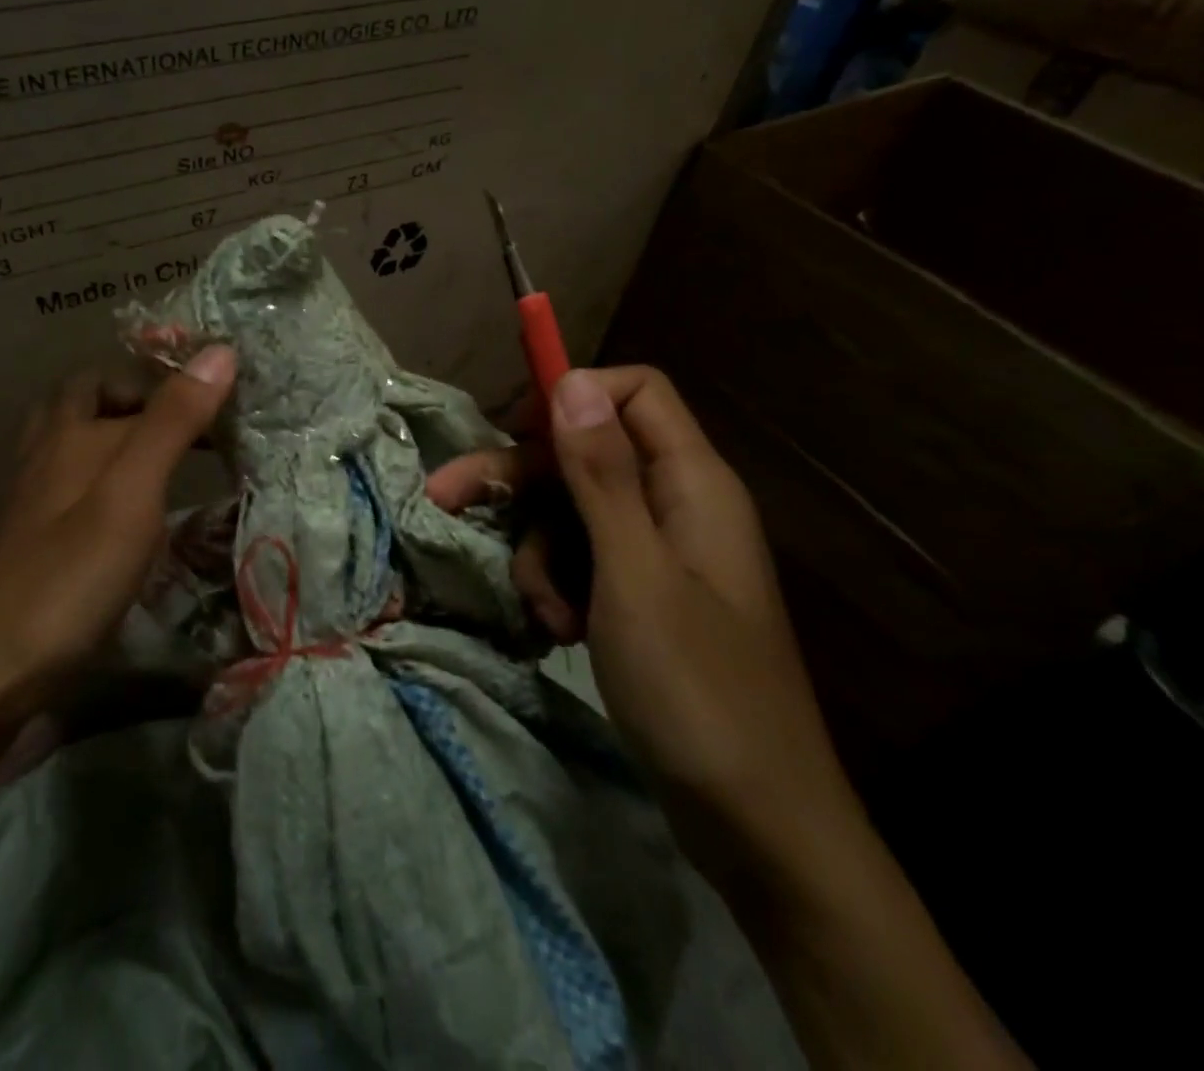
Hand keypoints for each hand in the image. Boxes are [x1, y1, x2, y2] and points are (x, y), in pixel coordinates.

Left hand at [0, 345, 236, 718]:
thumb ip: (174, 420)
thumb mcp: (131, 491)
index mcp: (72, 433)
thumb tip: (220, 349)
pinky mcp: (35, 542)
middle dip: (134, 396)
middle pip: (84, 400)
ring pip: (70, 442)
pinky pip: (69, 486)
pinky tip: (127, 510)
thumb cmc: (69, 576)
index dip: (174, 378)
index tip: (227, 397)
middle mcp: (47, 455)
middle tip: (189, 420)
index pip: (126, 380)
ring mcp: (34, 500)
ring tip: (162, 452)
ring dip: (113, 433)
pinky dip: (101, 478)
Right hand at [427, 366, 855, 887]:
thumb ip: (602, 473)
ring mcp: (659, 554)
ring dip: (540, 553)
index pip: (633, 393)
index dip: (572, 397)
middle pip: (585, 454)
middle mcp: (676, 505)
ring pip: (572, 513)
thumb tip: (572, 381)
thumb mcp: (635, 573)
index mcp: (692, 483)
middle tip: (447, 499)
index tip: (513, 430)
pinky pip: (583, 562)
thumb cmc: (697, 689)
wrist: (756, 822)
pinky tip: (559, 631)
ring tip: (545, 614)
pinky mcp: (642, 596)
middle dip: (520, 480)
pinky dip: (559, 588)